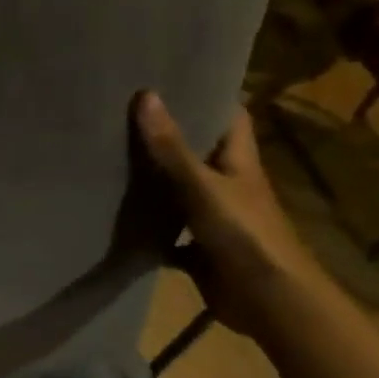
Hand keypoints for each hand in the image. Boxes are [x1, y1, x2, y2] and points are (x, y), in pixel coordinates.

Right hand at [132, 92, 322, 339]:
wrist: (268, 301)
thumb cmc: (244, 234)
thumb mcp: (202, 186)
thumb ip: (171, 147)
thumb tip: (146, 94)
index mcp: (238, 161)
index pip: (228, 116)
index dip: (206, 95)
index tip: (172, 76)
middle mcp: (227, 185)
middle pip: (197, 153)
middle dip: (167, 136)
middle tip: (124, 113)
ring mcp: (213, 219)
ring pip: (179, 193)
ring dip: (153, 182)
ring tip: (110, 155)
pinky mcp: (199, 251)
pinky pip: (168, 234)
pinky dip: (148, 229)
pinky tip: (116, 219)